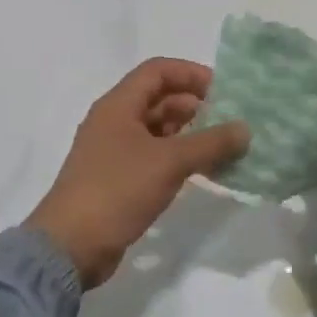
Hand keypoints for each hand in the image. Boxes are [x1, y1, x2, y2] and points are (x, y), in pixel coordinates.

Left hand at [26, 58, 249, 289]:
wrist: (71, 246)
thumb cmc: (118, 190)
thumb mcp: (169, 162)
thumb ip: (210, 143)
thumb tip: (245, 129)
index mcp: (118, 106)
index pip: (157, 71)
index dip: (190, 73)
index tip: (223, 90)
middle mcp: (114, 122)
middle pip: (158, 99)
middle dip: (195, 105)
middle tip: (229, 121)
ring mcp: (114, 152)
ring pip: (157, 130)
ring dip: (189, 133)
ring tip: (223, 147)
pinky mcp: (118, 179)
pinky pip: (154, 157)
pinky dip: (179, 158)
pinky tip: (203, 171)